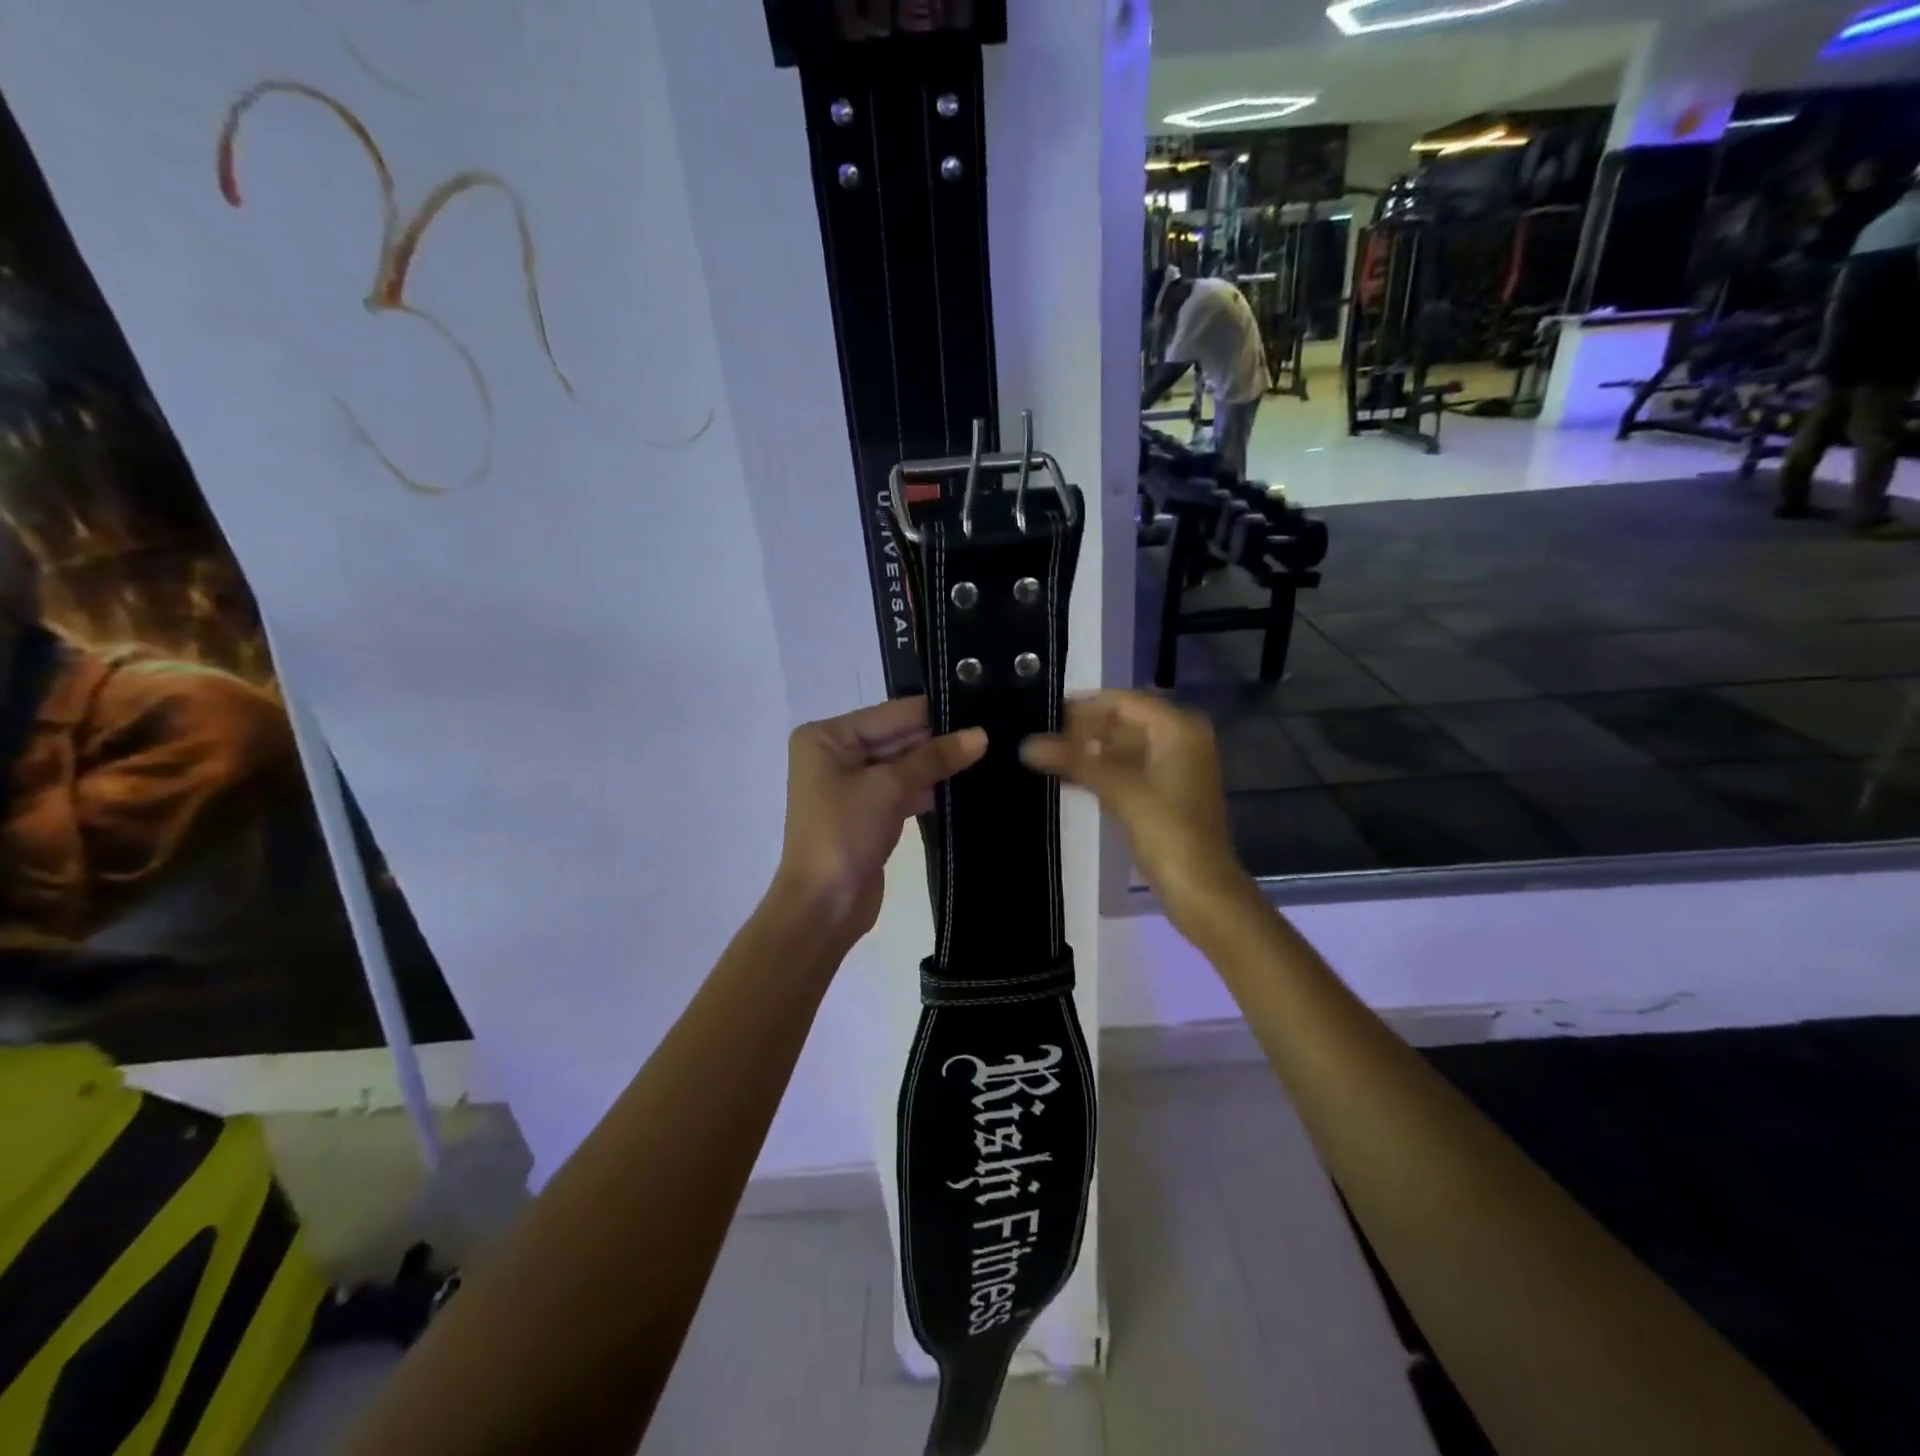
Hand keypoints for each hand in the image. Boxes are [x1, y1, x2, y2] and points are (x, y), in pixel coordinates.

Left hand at [772, 697, 986, 945]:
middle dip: (940, 738)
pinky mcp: (868, 813)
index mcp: (827, 737)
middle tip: (993, 730)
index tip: (982, 704)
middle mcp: (836, 754)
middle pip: (897, 737)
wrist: (823, 907)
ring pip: (903, 765)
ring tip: (991, 752)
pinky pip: (903, 789)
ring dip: (939, 764)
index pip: (891, 714)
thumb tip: (981, 734)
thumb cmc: (844, 835)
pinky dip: (930, 788)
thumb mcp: (889, 788)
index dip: (935, 713)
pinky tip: (968, 783)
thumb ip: (934, 758)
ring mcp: (852, 785)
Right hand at [1021, 690, 1252, 930]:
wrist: (1201, 890)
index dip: (1083, 707)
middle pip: (1122, 721)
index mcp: (1178, 728)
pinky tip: (1067, 776)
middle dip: (1083, 729)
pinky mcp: (1164, 792)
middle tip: (1039, 736)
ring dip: (1088, 751)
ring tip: (1045, 755)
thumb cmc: (1167, 832)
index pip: (1122, 701)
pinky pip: (1127, 769)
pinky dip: (1100, 770)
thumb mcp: (1120, 790)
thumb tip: (1026, 744)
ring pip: (1122, 746)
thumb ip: (1074, 761)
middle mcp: (1180, 738)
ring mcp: (1173, 766)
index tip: (1042, 713)